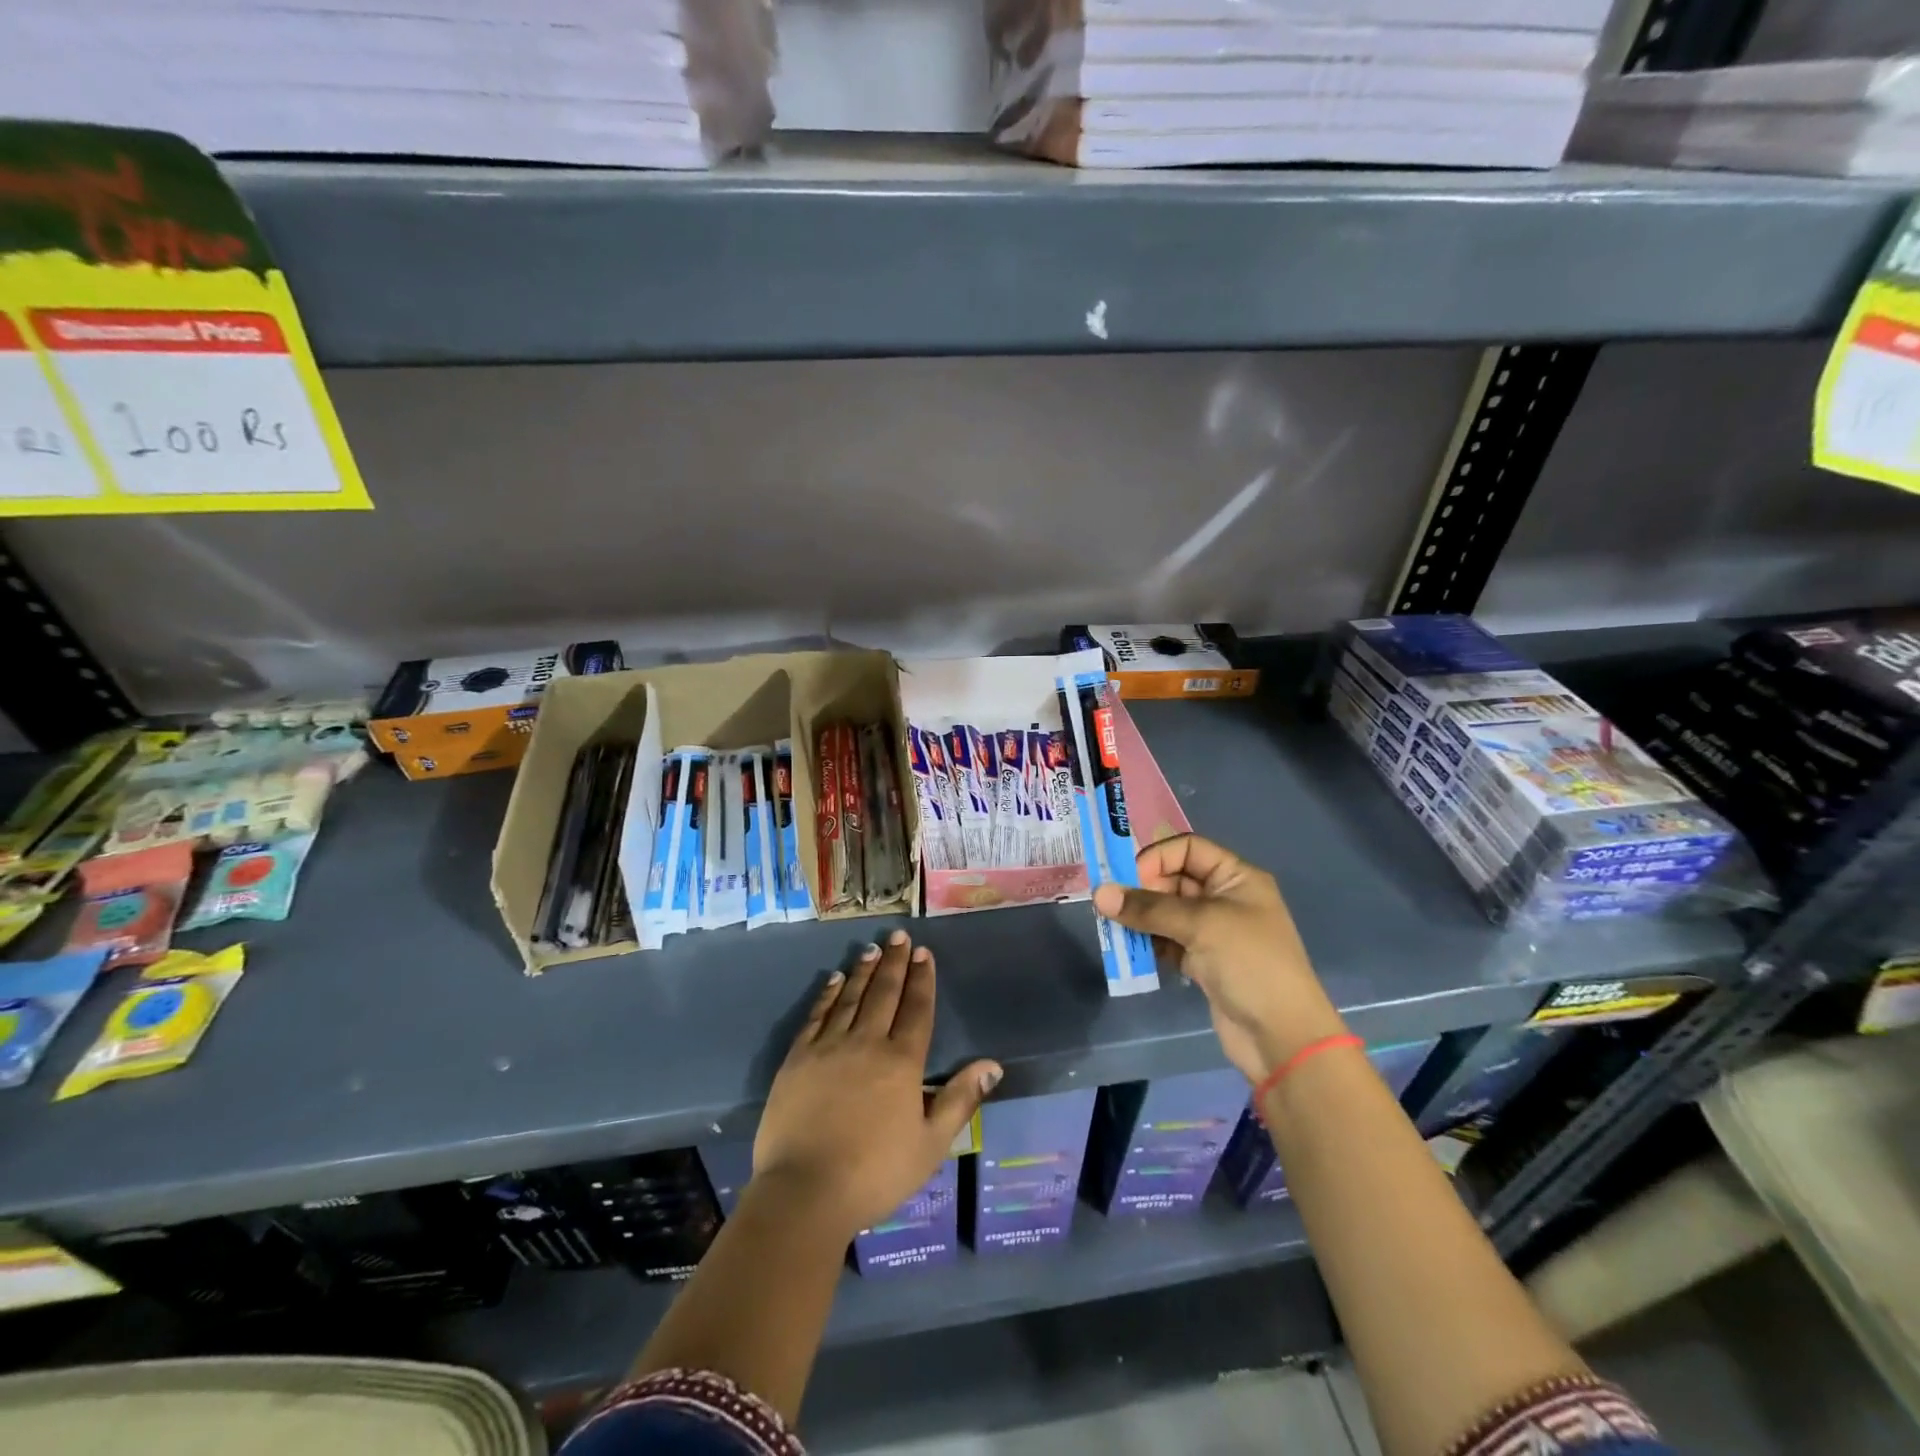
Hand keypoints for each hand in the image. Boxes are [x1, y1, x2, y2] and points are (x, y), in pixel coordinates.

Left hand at [754, 929, 1000, 1240]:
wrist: (804, 1192)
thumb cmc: (875, 1173)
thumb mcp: (930, 1145)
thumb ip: (960, 1100)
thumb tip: (992, 1064)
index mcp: (901, 1062)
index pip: (917, 1009)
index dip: (922, 979)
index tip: (924, 952)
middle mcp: (867, 1043)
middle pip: (884, 993)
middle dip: (894, 962)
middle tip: (899, 935)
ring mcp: (828, 1047)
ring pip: (851, 997)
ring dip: (864, 971)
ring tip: (872, 948)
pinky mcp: (798, 1058)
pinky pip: (816, 1015)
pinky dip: (828, 994)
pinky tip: (835, 979)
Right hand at [1093, 833, 1344, 1082]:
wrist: (1282, 1037)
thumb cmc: (1250, 964)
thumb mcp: (1200, 925)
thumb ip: (1148, 908)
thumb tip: (1098, 893)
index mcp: (1236, 877)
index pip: (1187, 849)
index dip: (1156, 858)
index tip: (1128, 880)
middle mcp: (1224, 898)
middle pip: (1172, 879)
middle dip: (1141, 890)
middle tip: (1112, 907)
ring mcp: (1213, 931)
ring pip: (1166, 912)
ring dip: (1140, 919)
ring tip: (1115, 929)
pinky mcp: (1202, 961)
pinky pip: (1167, 940)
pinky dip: (1148, 943)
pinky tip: (1131, 951)